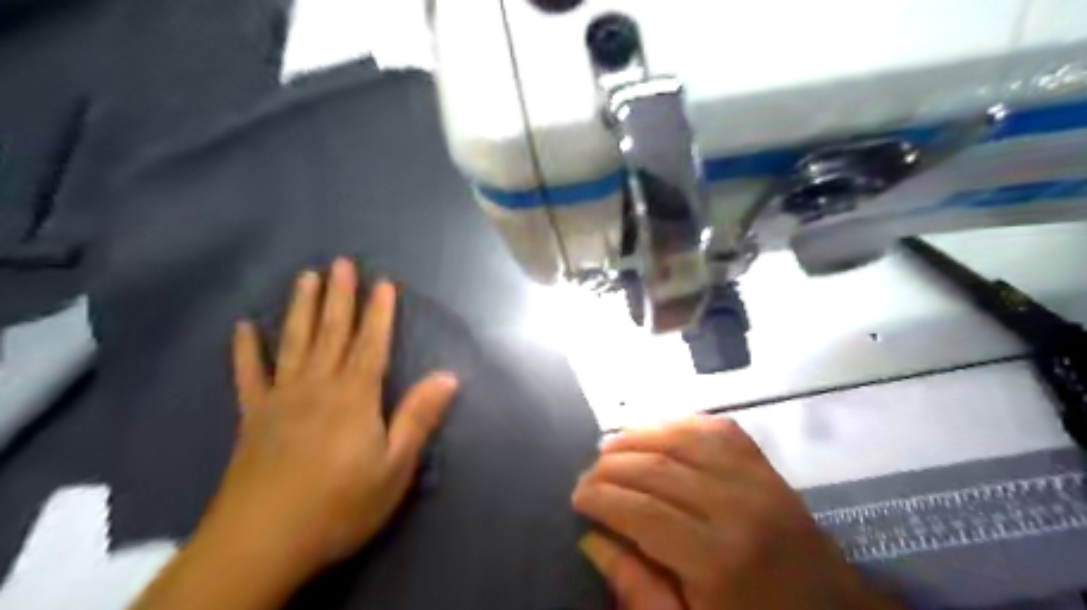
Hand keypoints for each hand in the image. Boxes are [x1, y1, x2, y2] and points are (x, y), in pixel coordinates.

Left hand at [205, 260, 455, 573]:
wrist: (262, 543)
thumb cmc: (340, 504)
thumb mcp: (394, 467)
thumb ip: (418, 417)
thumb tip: (449, 376)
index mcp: (355, 396)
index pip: (372, 344)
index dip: (379, 312)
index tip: (383, 282)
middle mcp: (318, 386)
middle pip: (332, 333)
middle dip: (339, 296)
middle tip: (340, 262)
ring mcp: (281, 399)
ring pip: (294, 343)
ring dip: (301, 309)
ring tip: (305, 277)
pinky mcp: (253, 417)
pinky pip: (248, 376)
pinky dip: (246, 351)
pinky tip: (243, 328)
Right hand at [571, 415, 895, 609]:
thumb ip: (639, 590)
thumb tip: (593, 539)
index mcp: (716, 559)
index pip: (640, 510)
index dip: (601, 497)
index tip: (577, 496)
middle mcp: (736, 506)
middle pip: (656, 467)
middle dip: (611, 466)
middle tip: (587, 474)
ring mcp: (756, 479)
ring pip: (682, 438)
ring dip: (638, 436)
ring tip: (610, 447)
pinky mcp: (767, 466)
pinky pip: (716, 429)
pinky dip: (680, 423)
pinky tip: (658, 431)